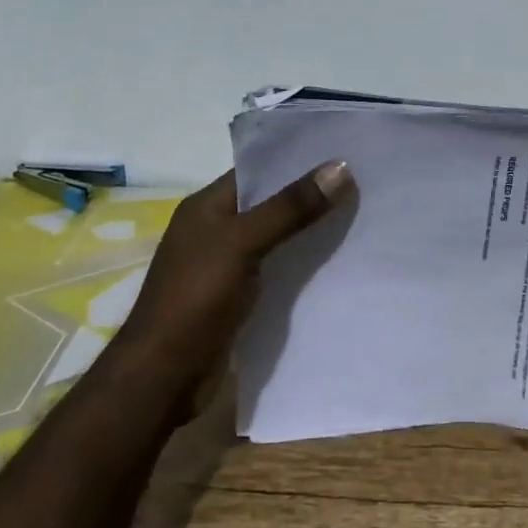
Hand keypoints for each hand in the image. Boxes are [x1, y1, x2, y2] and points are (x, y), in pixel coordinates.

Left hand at [126, 161, 355, 390]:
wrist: (163, 376)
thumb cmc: (195, 298)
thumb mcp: (243, 243)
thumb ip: (290, 207)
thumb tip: (341, 167)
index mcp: (206, 206)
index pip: (257, 170)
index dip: (297, 159)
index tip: (344, 151)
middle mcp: (215, 230)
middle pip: (270, 203)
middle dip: (311, 195)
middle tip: (363, 182)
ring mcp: (226, 265)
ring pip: (277, 237)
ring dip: (310, 230)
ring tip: (361, 215)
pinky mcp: (239, 297)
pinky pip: (277, 268)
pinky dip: (302, 263)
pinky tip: (337, 260)